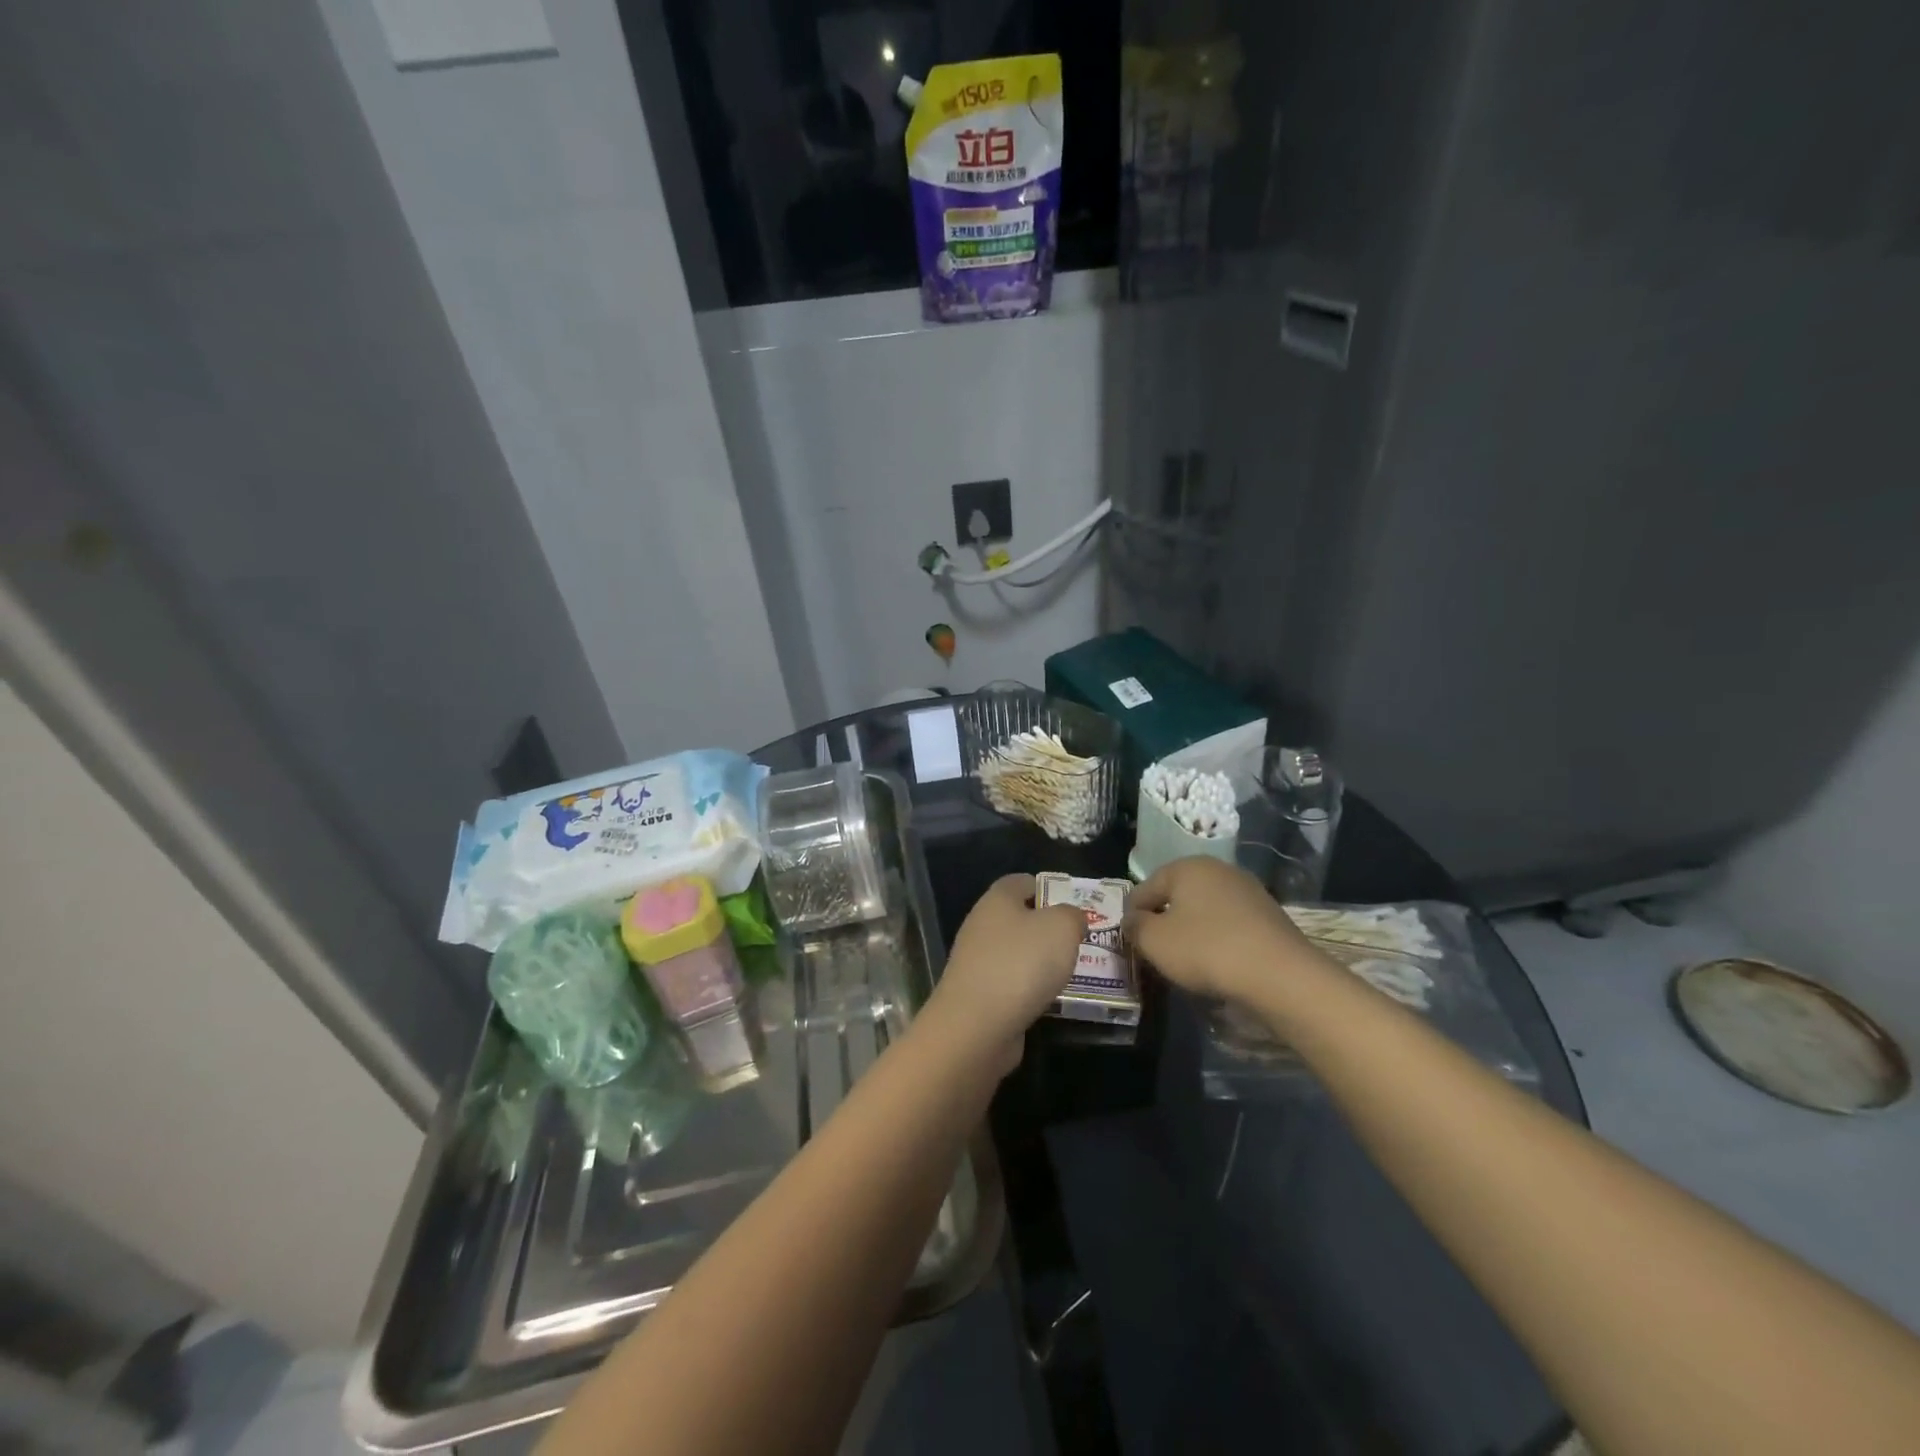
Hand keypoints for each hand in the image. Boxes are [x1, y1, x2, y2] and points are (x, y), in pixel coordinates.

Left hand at [924, 874, 1083, 1073]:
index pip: (1023, 881)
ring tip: (1072, 973)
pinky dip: (1030, 989)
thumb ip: (1072, 915)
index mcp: (997, 899)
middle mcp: (981, 925)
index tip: (1075, 906)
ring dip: (1041, 962)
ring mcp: (976, 961)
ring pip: (1016, 953)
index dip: (1049, 889)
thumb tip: (1072, 918)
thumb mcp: (1062, 927)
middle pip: (1020, 918)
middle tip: (1081, 942)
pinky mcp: (977, 995)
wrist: (977, 1026)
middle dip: (1049, 929)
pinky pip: (1011, 983)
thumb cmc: (1021, 963)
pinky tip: (1050, 1000)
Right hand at [1124, 857, 1319, 1003]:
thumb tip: (1132, 920)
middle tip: (1156, 952)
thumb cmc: (1206, 950)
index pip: (1144, 889)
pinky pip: (1229, 924)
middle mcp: (1218, 869)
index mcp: (1187, 866)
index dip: (1132, 917)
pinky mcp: (1269, 915)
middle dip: (1163, 921)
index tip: (1131, 944)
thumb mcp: (1154, 941)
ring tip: (1187, 962)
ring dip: (1191, 931)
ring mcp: (1247, 890)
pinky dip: (1218, 940)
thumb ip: (1135, 927)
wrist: (1280, 975)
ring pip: (1204, 910)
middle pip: (1176, 896)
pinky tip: (1218, 963)